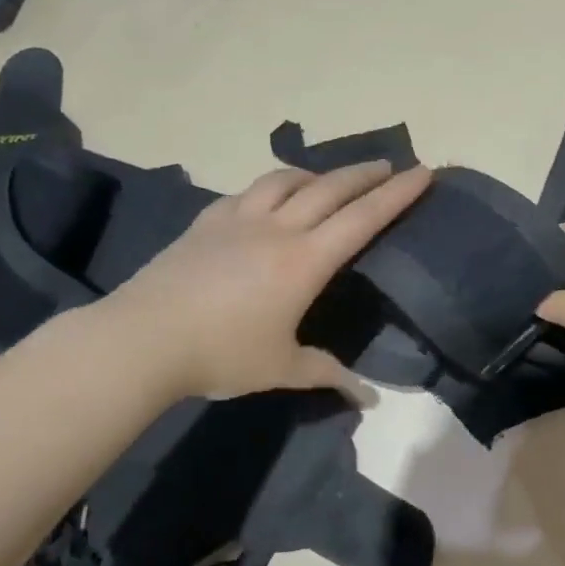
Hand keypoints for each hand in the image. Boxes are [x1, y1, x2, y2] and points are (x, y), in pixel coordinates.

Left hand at [109, 161, 431, 400]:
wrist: (142, 339)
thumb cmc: (221, 355)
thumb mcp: (280, 368)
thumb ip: (328, 375)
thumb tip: (371, 400)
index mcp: (304, 261)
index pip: (362, 218)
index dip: (396, 194)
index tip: (422, 171)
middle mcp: (277, 228)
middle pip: (330, 187)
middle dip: (364, 174)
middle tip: (388, 165)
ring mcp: (238, 219)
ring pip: (285, 180)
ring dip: (316, 174)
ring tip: (328, 180)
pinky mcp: (206, 221)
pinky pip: (247, 192)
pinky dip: (271, 188)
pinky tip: (268, 199)